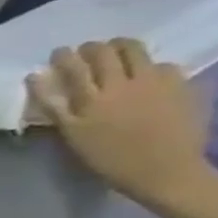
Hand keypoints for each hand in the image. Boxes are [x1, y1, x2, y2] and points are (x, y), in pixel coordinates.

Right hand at [27, 38, 212, 212]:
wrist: (165, 171)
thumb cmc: (110, 159)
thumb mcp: (73, 136)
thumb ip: (55, 107)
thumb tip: (37, 78)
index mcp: (92, 99)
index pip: (73, 67)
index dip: (64, 57)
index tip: (59, 53)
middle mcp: (122, 84)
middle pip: (105, 52)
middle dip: (92, 48)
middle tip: (87, 51)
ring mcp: (155, 81)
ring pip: (136, 50)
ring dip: (122, 47)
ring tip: (117, 53)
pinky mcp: (181, 84)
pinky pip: (164, 65)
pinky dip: (151, 66)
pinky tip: (149, 76)